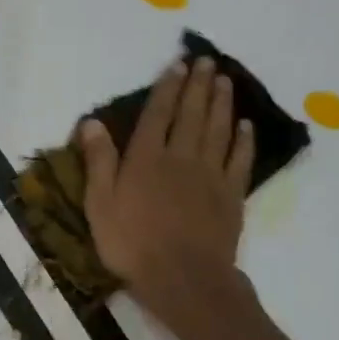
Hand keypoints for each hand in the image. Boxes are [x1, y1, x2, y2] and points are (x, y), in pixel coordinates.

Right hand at [80, 57, 257, 335]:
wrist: (183, 278)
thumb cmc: (131, 243)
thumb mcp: (99, 204)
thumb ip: (98, 161)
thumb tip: (91, 122)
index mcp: (146, 158)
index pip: (158, 114)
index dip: (166, 88)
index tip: (176, 65)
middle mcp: (180, 157)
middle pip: (191, 114)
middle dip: (197, 85)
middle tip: (205, 61)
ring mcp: (210, 175)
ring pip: (218, 130)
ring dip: (221, 103)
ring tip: (223, 80)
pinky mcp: (231, 195)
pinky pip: (239, 160)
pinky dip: (244, 140)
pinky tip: (246, 125)